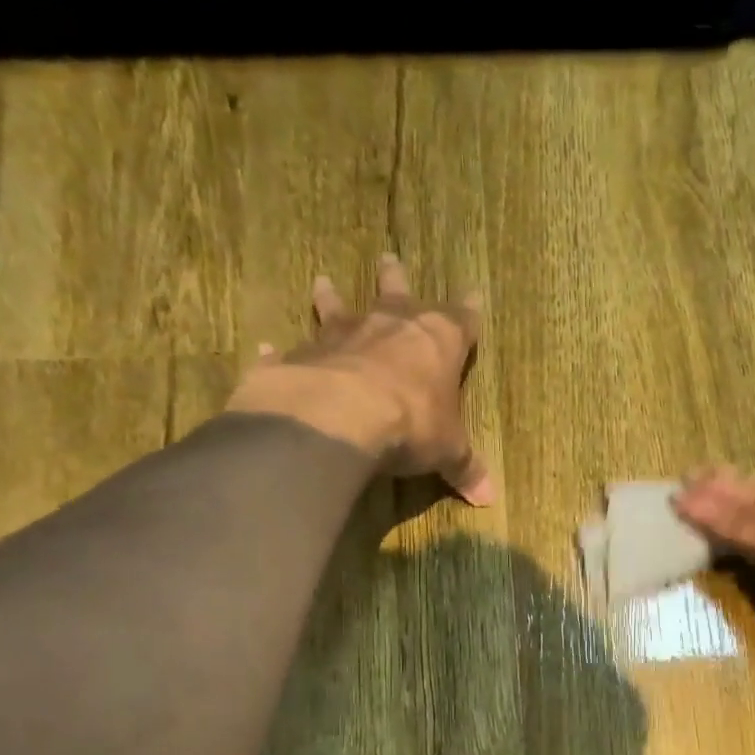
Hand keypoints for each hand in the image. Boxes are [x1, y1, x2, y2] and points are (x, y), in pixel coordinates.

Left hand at [226, 253, 495, 505]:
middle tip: (389, 257)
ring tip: (322, 280)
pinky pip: (290, 349)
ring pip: (338, 308)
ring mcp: (341, 336)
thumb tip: (489, 498)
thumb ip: (465, 468)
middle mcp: (389, 326)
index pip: (460, 319)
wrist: (341, 417)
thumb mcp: (448, 452)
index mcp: (437, 341)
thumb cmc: (412, 424)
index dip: (468, 311)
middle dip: (396, 278)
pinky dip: (279, 349)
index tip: (473, 294)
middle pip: (396, 292)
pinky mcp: (301, 355)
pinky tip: (266, 346)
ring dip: (331, 296)